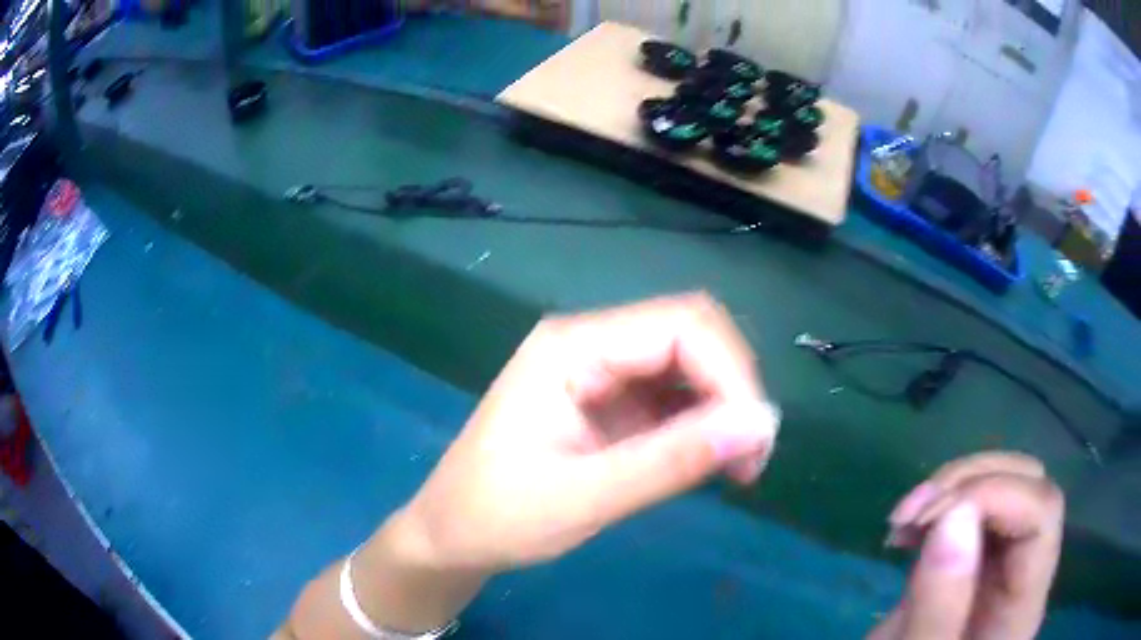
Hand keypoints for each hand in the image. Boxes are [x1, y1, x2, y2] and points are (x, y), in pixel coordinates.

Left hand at [400, 293, 779, 572]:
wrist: (451, 536)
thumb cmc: (498, 517)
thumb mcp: (585, 497)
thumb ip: (673, 461)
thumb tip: (759, 426)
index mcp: (571, 348)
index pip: (679, 327)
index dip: (731, 374)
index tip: (755, 440)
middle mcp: (589, 345)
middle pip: (689, 336)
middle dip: (733, 388)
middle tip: (753, 457)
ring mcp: (598, 372)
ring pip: (687, 365)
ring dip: (723, 407)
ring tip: (740, 467)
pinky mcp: (608, 403)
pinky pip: (671, 397)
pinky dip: (702, 424)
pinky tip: (710, 460)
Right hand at [869, 452, 1064, 639]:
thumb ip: (939, 609)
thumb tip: (955, 514)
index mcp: (1023, 605)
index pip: (1042, 513)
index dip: (995, 495)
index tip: (930, 520)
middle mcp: (1022, 574)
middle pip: (1031, 485)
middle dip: (972, 481)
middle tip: (914, 515)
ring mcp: (997, 568)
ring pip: (1004, 485)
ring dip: (953, 486)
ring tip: (903, 521)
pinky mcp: (969, 567)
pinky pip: (971, 512)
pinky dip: (939, 504)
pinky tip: (906, 530)